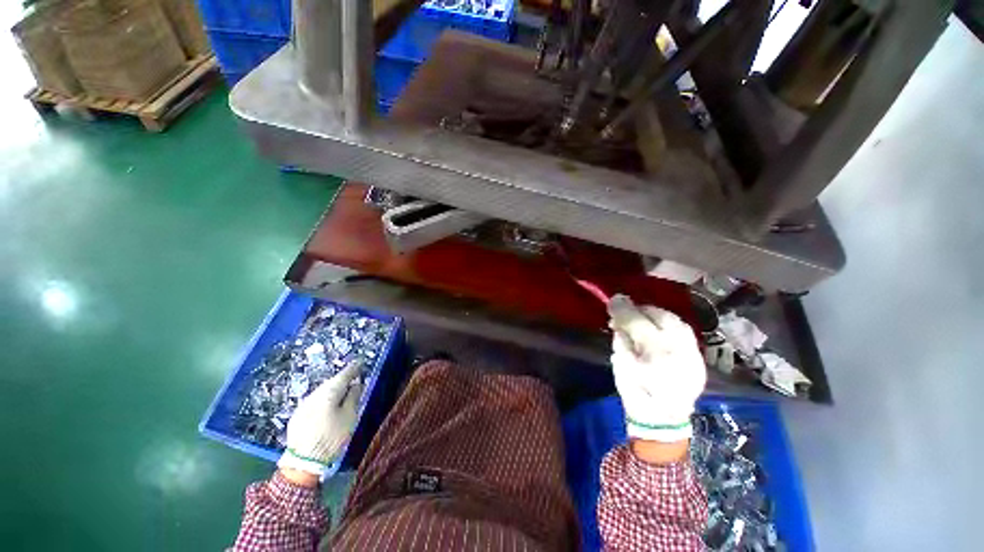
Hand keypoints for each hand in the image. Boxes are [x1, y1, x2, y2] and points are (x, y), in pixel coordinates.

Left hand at [277, 362, 363, 478]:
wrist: (303, 462)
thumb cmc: (332, 437)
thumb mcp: (350, 416)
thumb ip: (354, 397)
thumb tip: (356, 384)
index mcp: (329, 392)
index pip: (344, 374)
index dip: (354, 369)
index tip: (360, 363)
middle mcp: (314, 394)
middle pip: (331, 382)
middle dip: (343, 380)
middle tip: (354, 380)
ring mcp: (303, 405)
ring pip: (322, 392)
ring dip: (332, 391)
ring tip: (342, 394)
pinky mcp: (297, 416)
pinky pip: (314, 401)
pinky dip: (324, 400)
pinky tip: (328, 407)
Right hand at [608, 295, 705, 443]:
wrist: (663, 419)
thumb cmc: (635, 392)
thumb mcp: (620, 366)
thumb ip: (620, 339)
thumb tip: (618, 320)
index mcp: (653, 356)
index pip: (637, 322)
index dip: (624, 309)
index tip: (614, 300)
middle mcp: (678, 352)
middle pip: (662, 318)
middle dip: (643, 309)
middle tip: (629, 309)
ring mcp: (693, 355)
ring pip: (677, 322)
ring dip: (658, 315)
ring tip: (644, 317)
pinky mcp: (699, 359)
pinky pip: (685, 332)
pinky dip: (670, 325)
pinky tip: (660, 328)